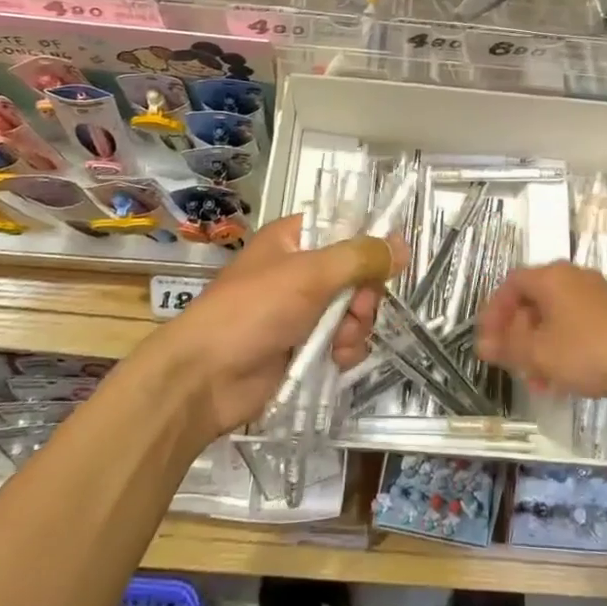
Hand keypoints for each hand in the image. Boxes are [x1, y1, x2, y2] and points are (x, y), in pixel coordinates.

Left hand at [160, 214, 402, 440]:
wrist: (205, 378)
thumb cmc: (254, 310)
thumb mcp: (310, 274)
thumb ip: (359, 258)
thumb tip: (401, 244)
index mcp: (294, 239)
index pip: (344, 228)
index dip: (369, 243)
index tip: (390, 262)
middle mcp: (300, 270)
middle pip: (356, 273)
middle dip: (363, 295)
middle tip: (356, 310)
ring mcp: (301, 310)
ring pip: (353, 309)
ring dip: (356, 326)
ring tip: (339, 342)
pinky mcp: (303, 347)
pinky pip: (342, 340)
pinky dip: (345, 350)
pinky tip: (336, 360)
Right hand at [476, 262, 606, 403]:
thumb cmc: (587, 350)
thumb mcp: (539, 353)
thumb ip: (508, 347)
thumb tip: (483, 344)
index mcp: (550, 277)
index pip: (511, 284)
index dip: (494, 311)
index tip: (487, 339)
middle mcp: (572, 278)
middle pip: (533, 301)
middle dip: (517, 334)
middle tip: (509, 362)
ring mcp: (596, 295)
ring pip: (555, 318)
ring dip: (539, 346)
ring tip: (536, 381)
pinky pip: (576, 327)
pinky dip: (562, 348)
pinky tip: (562, 380)